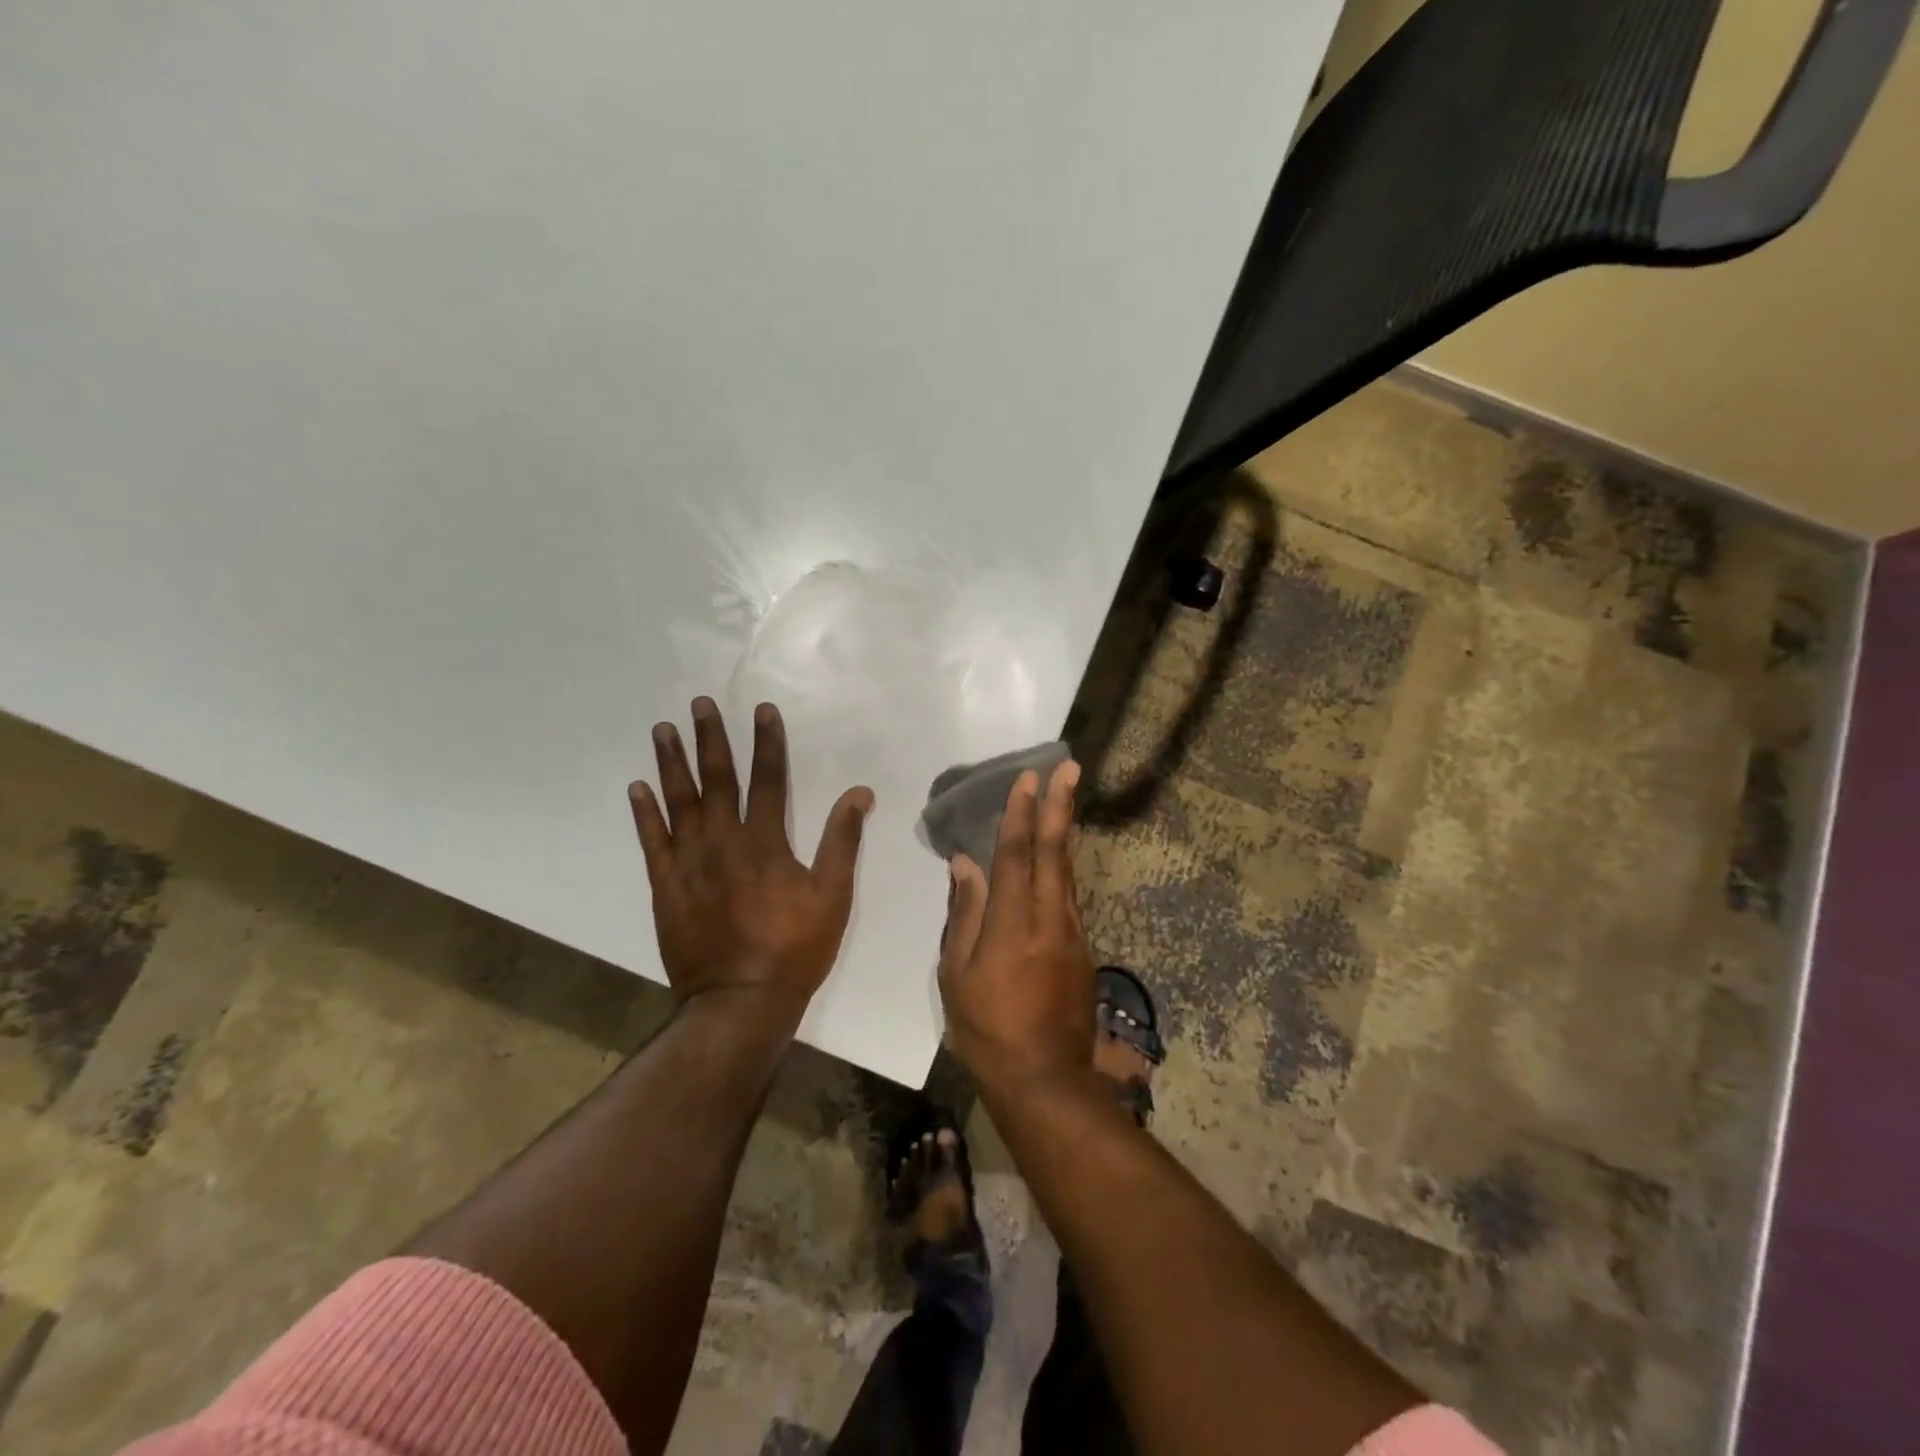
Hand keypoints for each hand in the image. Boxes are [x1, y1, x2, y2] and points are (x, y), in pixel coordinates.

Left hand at [629, 697, 873, 1020]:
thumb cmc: (795, 947)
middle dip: (710, 738)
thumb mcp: (833, 895)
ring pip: (678, 802)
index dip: (767, 741)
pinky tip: (638, 787)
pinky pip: (651, 841)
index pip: (767, 778)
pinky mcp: (665, 886)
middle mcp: (723, 841)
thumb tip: (859, 793)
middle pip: (716, 779)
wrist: (740, 1000)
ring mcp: (689, 862)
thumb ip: (843, 840)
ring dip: (671, 763)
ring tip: (663, 729)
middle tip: (698, 703)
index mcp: (765, 841)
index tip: (761, 709)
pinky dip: (644, 813)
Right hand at [938, 761, 1096, 1093]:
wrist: (1046, 1080)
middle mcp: (1049, 918)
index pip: (1015, 855)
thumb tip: (965, 865)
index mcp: (1012, 923)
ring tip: (1066, 799)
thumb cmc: (987, 1029)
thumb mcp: (957, 976)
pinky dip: (1064, 866)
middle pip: (1054, 851)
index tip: (1026, 778)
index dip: (1020, 813)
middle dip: (1060, 805)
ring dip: (1066, 830)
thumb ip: (964, 915)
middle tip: (1070, 767)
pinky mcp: (1082, 950)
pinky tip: (1059, 857)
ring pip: (1068, 871)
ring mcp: (1072, 933)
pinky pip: (1070, 896)